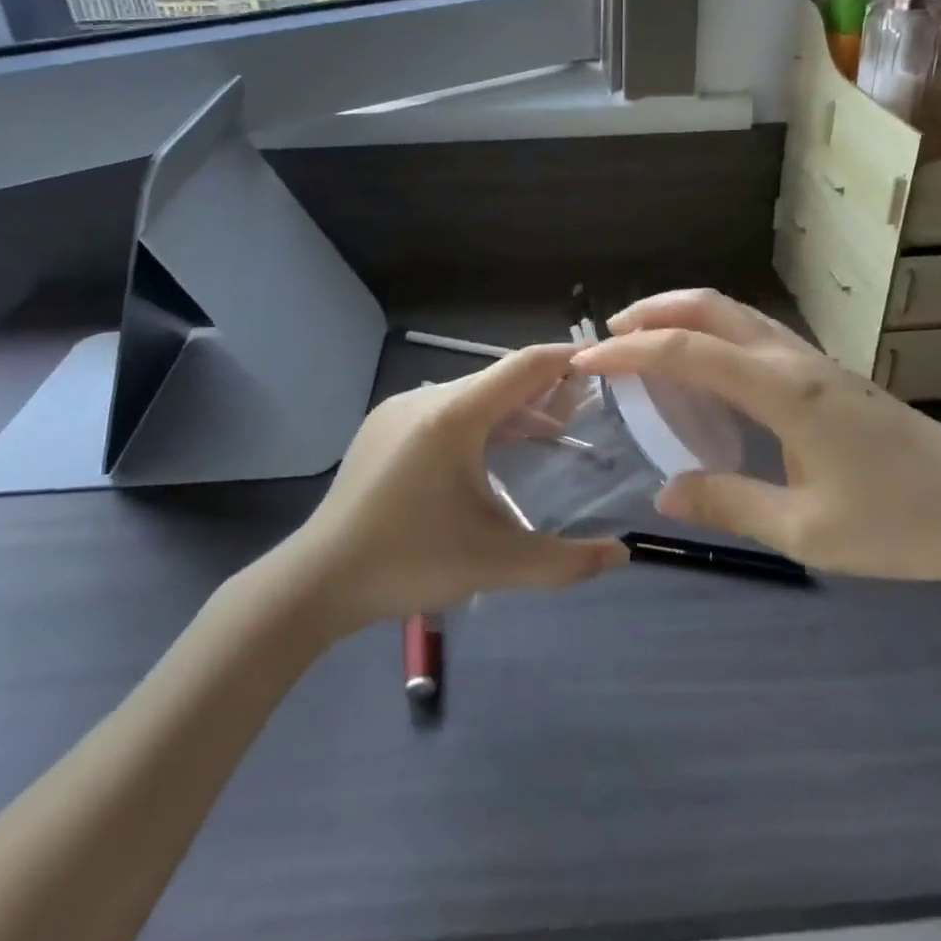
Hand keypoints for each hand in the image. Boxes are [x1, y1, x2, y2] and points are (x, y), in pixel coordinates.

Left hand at [278, 344, 626, 633]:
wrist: (316, 580)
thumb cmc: (409, 561)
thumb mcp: (495, 563)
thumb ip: (565, 560)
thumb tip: (623, 554)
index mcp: (454, 415)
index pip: (524, 366)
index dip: (567, 359)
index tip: (605, 360)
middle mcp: (426, 398)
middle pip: (499, 379)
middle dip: (543, 392)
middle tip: (582, 415)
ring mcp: (398, 409)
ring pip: (470, 395)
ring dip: (510, 410)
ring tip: (544, 436)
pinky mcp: (382, 426)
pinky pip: (443, 409)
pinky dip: (478, 421)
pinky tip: (487, 455)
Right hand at [570, 291, 940, 598]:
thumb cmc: (902, 524)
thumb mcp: (806, 530)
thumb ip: (730, 504)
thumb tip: (664, 492)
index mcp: (784, 391)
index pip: (688, 351)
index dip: (629, 352)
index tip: (585, 362)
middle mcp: (795, 360)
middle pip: (712, 308)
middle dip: (653, 312)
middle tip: (608, 337)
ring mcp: (815, 362)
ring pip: (736, 315)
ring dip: (683, 318)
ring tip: (644, 346)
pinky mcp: (829, 375)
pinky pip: (755, 336)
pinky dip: (713, 336)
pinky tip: (705, 373)